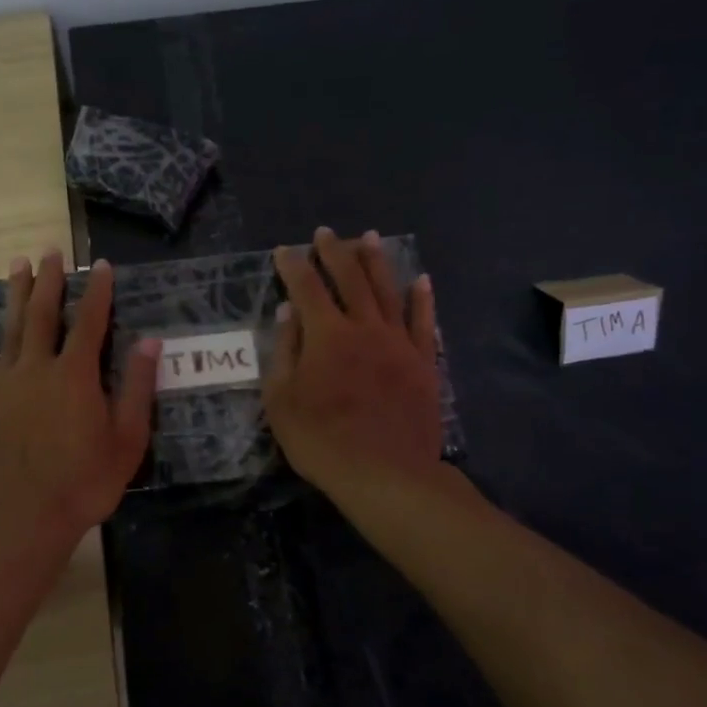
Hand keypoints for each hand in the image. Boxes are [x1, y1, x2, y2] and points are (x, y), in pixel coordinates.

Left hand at [0, 251, 157, 562]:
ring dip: (17, 293)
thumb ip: (137, 388)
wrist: (22, 516)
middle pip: (46, 314)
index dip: (98, 292)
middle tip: (51, 251)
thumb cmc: (83, 482)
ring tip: (18, 263)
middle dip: (51, 280)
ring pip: (12, 326)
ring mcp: (5, 381)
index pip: (91, 322)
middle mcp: (38, 367)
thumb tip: (151, 341)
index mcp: (76, 374)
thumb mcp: (126, 440)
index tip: (103, 267)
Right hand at [264, 227, 441, 497]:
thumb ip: (285, 351)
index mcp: (327, 335)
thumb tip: (288, 312)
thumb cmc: (323, 440)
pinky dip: (422, 299)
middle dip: (335, 252)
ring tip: (369, 237)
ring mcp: (399, 343)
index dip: (294, 266)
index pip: (307, 288)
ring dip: (376, 261)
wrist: (386, 473)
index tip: (284, 250)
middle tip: (326, 233)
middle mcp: (365, 327)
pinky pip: (423, 322)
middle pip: (350, 279)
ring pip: (387, 291)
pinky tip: (421, 280)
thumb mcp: (283, 400)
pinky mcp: (423, 362)